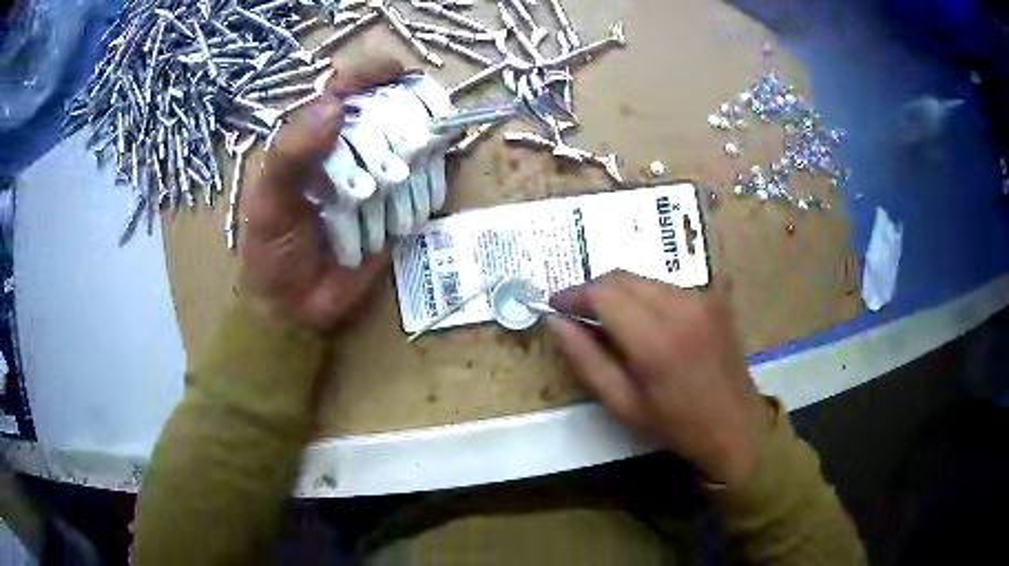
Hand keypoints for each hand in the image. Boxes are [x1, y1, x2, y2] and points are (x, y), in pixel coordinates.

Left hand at [239, 56, 403, 330]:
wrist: (294, 307)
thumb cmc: (272, 250)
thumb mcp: (269, 201)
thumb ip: (292, 154)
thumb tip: (335, 107)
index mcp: (314, 137)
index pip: (348, 88)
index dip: (373, 73)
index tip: (396, 73)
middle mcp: (350, 148)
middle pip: (391, 112)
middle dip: (401, 123)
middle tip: (392, 153)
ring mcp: (379, 176)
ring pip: (415, 147)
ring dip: (413, 163)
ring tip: (384, 199)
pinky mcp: (400, 205)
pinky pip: (427, 184)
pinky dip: (431, 184)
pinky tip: (419, 199)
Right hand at [547, 271, 772, 485]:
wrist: (735, 425)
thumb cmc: (676, 425)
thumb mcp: (622, 404)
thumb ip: (585, 360)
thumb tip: (555, 322)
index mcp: (654, 339)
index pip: (602, 294)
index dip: (573, 295)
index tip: (555, 306)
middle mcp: (680, 306)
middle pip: (621, 277)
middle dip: (593, 291)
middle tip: (577, 315)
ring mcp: (700, 298)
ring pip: (642, 278)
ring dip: (618, 293)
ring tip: (608, 321)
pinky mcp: (712, 298)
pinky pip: (665, 286)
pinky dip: (643, 296)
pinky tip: (642, 322)